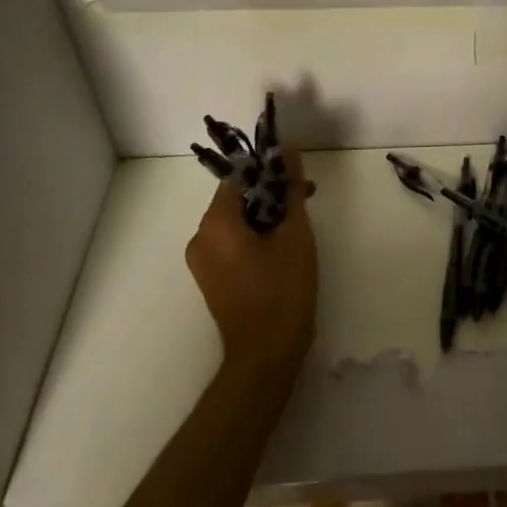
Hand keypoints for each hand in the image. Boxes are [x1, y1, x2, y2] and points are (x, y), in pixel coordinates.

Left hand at [185, 147, 316, 375]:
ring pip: (237, 220)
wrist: (266, 356)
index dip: (270, 169)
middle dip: (272, 192)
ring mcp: (203, 261)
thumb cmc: (282, 290)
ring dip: (267, 213)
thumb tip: (288, 150)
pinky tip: (284, 243)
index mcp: (215, 223)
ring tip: (300, 220)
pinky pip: (233, 241)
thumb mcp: (295, 232)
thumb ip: (290, 188)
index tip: (297, 173)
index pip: (239, 176)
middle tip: (305, 195)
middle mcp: (200, 238)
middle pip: (237, 197)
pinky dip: (257, 234)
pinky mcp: (212, 278)